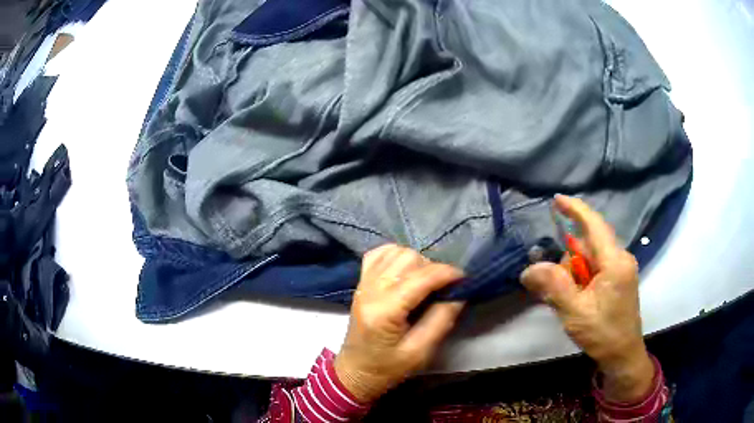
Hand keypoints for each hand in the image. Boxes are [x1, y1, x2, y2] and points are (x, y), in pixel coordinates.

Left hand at [334, 244, 464, 402]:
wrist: (356, 371)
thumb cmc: (388, 368)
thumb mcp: (420, 352)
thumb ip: (441, 320)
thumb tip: (458, 293)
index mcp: (384, 311)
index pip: (420, 278)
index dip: (446, 273)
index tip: (464, 278)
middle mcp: (370, 290)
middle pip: (407, 258)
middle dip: (432, 267)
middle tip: (443, 286)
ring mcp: (363, 284)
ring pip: (395, 252)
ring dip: (416, 261)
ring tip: (426, 280)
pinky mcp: (360, 283)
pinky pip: (378, 254)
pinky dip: (396, 255)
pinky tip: (406, 269)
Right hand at [521, 195, 653, 402]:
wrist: (623, 356)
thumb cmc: (603, 334)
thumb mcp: (575, 312)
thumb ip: (553, 287)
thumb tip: (529, 269)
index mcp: (615, 262)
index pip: (594, 225)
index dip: (575, 210)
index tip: (556, 199)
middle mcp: (620, 258)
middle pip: (587, 245)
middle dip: (567, 263)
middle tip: (553, 289)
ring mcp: (620, 268)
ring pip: (589, 258)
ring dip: (572, 274)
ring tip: (567, 302)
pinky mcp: (618, 278)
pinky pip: (594, 268)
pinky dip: (580, 279)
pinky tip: (575, 299)